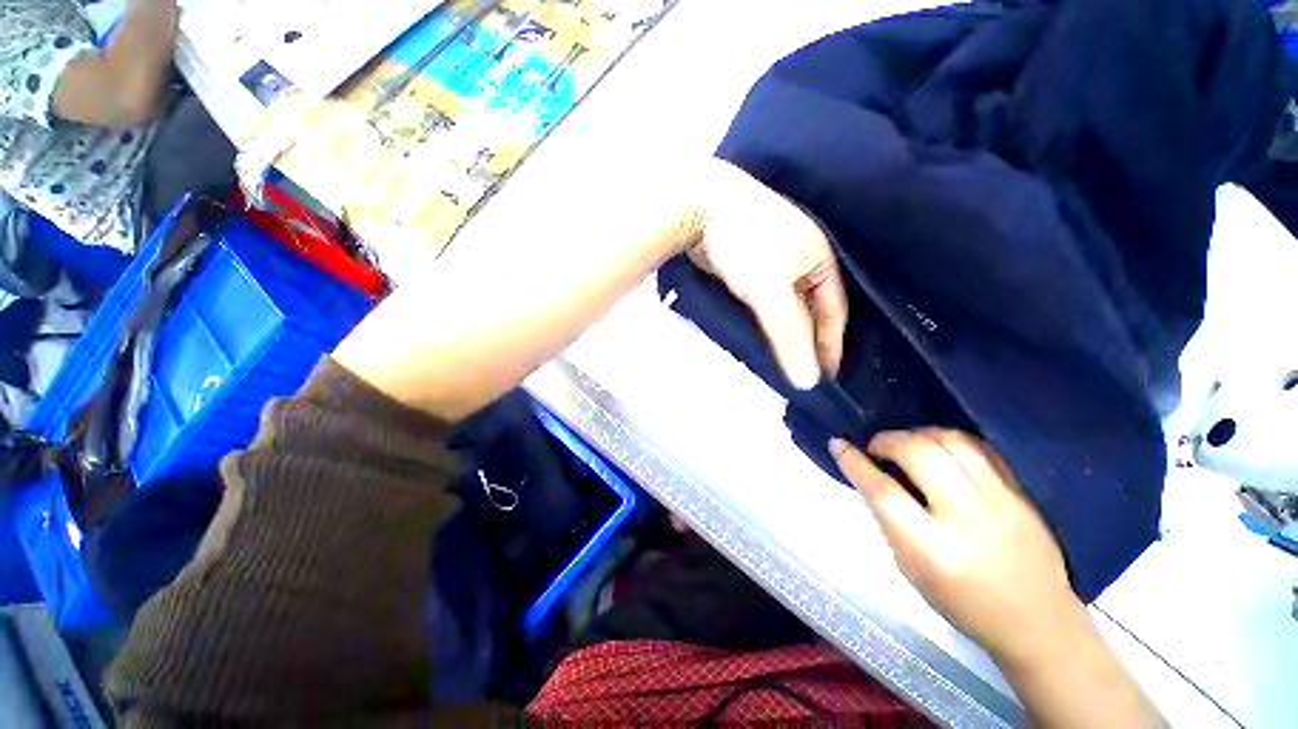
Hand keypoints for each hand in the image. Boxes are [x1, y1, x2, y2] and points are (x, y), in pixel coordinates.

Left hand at [686, 160, 847, 388]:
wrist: (696, 208)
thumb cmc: (744, 244)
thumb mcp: (770, 290)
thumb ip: (789, 334)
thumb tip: (808, 381)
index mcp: (819, 257)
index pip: (833, 310)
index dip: (830, 344)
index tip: (827, 375)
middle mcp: (800, 258)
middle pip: (808, 310)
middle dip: (806, 341)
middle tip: (802, 374)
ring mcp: (772, 260)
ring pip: (784, 306)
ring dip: (784, 333)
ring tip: (782, 362)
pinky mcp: (747, 265)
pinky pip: (763, 301)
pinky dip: (764, 321)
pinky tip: (759, 337)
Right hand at [831, 429, 1082, 660]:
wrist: (1036, 621)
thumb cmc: (962, 603)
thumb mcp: (910, 570)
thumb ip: (890, 521)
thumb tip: (870, 478)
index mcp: (932, 549)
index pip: (884, 492)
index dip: (855, 462)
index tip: (838, 444)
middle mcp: (967, 519)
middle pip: (920, 454)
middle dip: (888, 440)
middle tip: (877, 447)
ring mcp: (1000, 502)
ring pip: (953, 441)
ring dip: (919, 434)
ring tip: (907, 444)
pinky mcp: (1021, 493)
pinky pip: (981, 448)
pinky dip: (951, 440)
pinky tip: (939, 449)